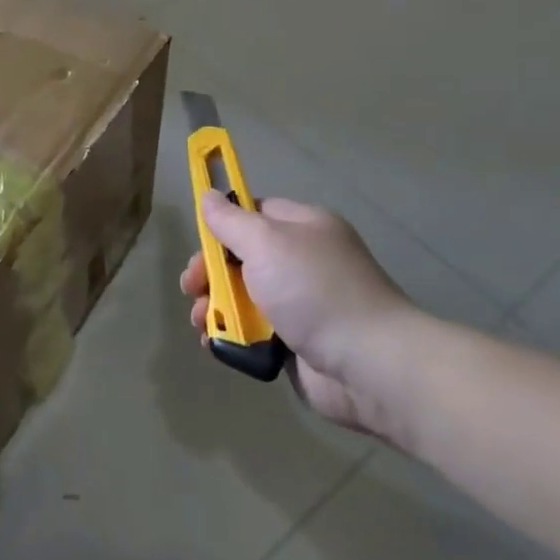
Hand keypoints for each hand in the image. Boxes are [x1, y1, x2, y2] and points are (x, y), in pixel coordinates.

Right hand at [181, 192, 434, 443]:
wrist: (368, 365)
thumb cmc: (314, 291)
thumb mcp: (266, 243)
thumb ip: (231, 221)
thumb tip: (208, 195)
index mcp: (303, 228)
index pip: (254, 212)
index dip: (223, 224)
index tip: (200, 242)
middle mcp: (301, 261)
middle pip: (241, 257)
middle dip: (210, 272)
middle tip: (192, 288)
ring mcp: (298, 304)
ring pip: (242, 297)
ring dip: (215, 307)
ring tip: (202, 322)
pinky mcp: (294, 342)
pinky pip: (252, 331)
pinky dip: (232, 336)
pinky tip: (217, 343)